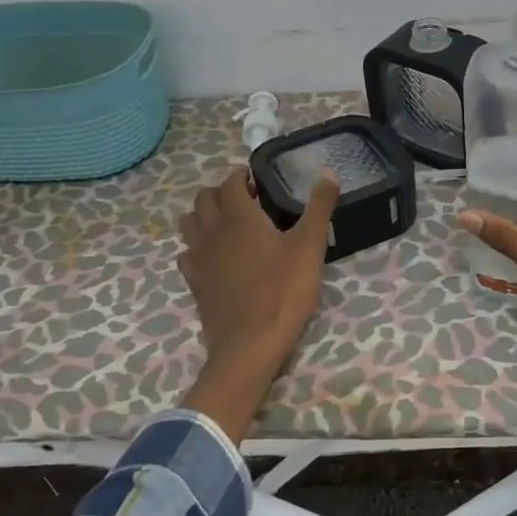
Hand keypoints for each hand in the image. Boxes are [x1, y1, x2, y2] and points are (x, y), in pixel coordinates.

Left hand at [178, 169, 339, 438]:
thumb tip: (328, 171)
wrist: (250, 344)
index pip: (230, 182)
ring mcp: (198, 258)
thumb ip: (319, 206)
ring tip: (231, 227)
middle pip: (204, 198)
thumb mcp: (310, 246)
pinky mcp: (193, 282)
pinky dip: (199, 247)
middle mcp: (211, 230)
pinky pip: (188, 253)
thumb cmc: (284, 290)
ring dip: (206, 216)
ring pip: (190, 223)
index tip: (260, 182)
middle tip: (249, 203)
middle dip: (223, 193)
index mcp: (238, 216)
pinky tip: (219, 258)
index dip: (243, 177)